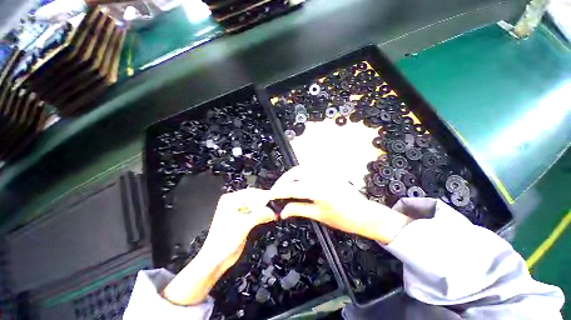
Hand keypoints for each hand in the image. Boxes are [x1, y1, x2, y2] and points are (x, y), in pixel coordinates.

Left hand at [163, 188, 275, 305]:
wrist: (216, 259)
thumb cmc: (225, 240)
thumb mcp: (243, 225)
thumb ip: (259, 215)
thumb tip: (273, 211)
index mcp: (230, 200)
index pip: (251, 193)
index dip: (264, 195)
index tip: (275, 199)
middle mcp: (234, 203)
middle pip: (254, 198)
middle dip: (265, 203)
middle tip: (276, 206)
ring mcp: (238, 211)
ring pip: (256, 206)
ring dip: (265, 209)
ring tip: (274, 213)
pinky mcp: (243, 219)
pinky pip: (255, 213)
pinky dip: (262, 215)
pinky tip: (270, 217)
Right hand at [270, 166, 410, 243]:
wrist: (365, 214)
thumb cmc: (344, 219)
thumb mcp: (319, 216)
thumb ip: (298, 210)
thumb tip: (282, 212)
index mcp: (319, 191)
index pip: (293, 188)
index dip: (280, 191)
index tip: (270, 194)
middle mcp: (322, 177)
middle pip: (296, 173)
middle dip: (283, 180)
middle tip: (277, 190)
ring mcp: (327, 172)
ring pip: (302, 168)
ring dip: (291, 176)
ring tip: (285, 186)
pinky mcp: (329, 171)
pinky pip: (311, 169)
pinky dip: (300, 173)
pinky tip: (298, 181)